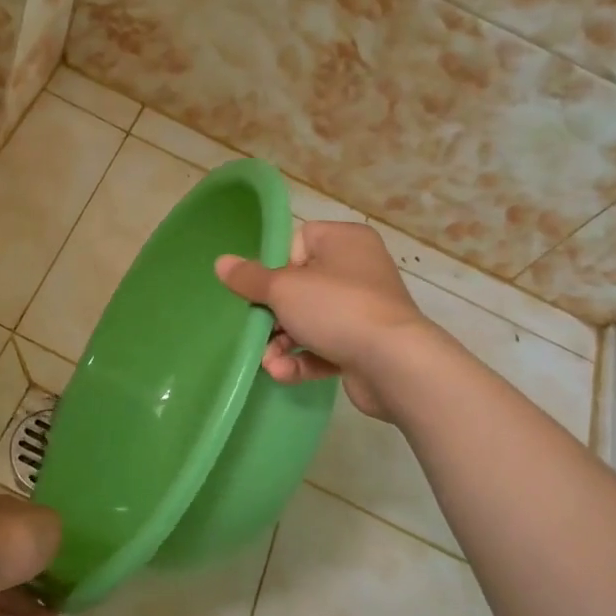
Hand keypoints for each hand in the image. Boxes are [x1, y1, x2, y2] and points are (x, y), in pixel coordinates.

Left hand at [0, 494, 62, 615]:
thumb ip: (55, 531)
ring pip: (8, 589)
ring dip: (34, 604)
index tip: (67, 553)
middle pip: (16, 556)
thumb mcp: (49, 524)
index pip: (25, 519)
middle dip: (41, 574)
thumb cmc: (11, 540)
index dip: (46, 535)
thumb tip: (54, 540)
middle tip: (66, 589)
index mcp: (1, 511)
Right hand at [214, 222, 428, 418]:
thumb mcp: (283, 289)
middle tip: (258, 328)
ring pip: (310, 321)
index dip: (277, 266)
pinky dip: (303, 360)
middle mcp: (359, 270)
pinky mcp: (365, 346)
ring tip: (268, 361)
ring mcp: (364, 310)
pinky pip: (325, 347)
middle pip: (300, 286)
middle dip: (273, 314)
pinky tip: (283, 373)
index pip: (299, 241)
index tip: (267, 288)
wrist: (395, 364)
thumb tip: (220, 262)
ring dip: (283, 343)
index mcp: (345, 241)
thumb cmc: (337, 309)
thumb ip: (250, 278)